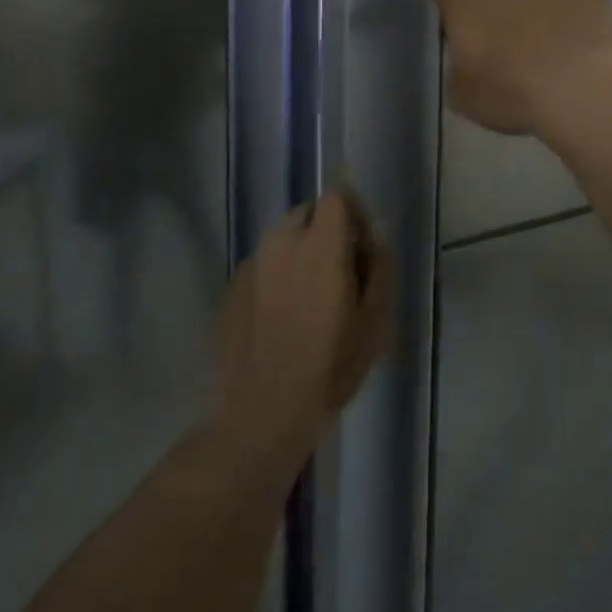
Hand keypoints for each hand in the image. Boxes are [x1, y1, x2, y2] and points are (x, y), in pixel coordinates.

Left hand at [213, 190, 391, 477]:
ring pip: (281, 239)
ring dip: (300, 252)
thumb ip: (380, 269)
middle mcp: (281, 244)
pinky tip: (281, 317)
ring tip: (309, 296)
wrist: (261, 415)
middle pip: (307, 213)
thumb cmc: (329, 367)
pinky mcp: (231, 289)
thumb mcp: (375, 321)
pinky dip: (276, 276)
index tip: (361, 246)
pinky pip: (262, 266)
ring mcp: (251, 266)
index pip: (336, 197)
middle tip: (338, 271)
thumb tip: (375, 240)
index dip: (353, 213)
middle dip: (325, 231)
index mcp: (320, 245)